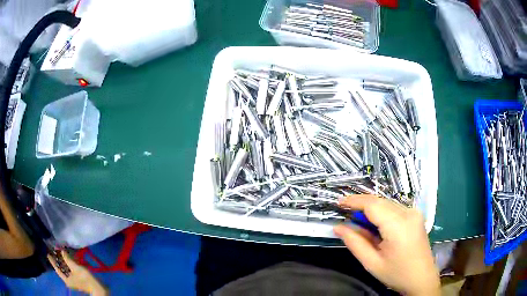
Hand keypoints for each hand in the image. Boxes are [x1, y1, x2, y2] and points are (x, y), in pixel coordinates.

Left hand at [48, 250, 107, 295]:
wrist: (97, 287)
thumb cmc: (84, 278)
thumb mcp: (74, 267)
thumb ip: (66, 258)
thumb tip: (60, 250)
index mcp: (66, 279)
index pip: (57, 269)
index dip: (52, 261)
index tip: (48, 253)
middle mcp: (68, 280)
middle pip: (61, 269)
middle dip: (59, 260)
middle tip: (55, 251)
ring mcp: (73, 280)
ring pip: (66, 269)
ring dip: (64, 261)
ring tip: (61, 253)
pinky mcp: (78, 279)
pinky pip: (70, 270)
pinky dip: (69, 264)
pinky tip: (69, 259)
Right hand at [334, 195, 439, 295]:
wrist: (422, 278)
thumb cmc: (397, 274)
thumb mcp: (372, 263)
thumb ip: (354, 243)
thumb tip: (338, 227)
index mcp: (398, 226)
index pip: (373, 205)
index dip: (354, 201)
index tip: (339, 203)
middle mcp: (408, 213)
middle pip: (380, 201)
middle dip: (361, 205)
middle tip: (346, 214)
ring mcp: (414, 213)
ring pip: (387, 204)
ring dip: (371, 209)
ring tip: (359, 222)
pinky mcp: (416, 216)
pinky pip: (395, 208)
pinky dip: (381, 213)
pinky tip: (375, 225)